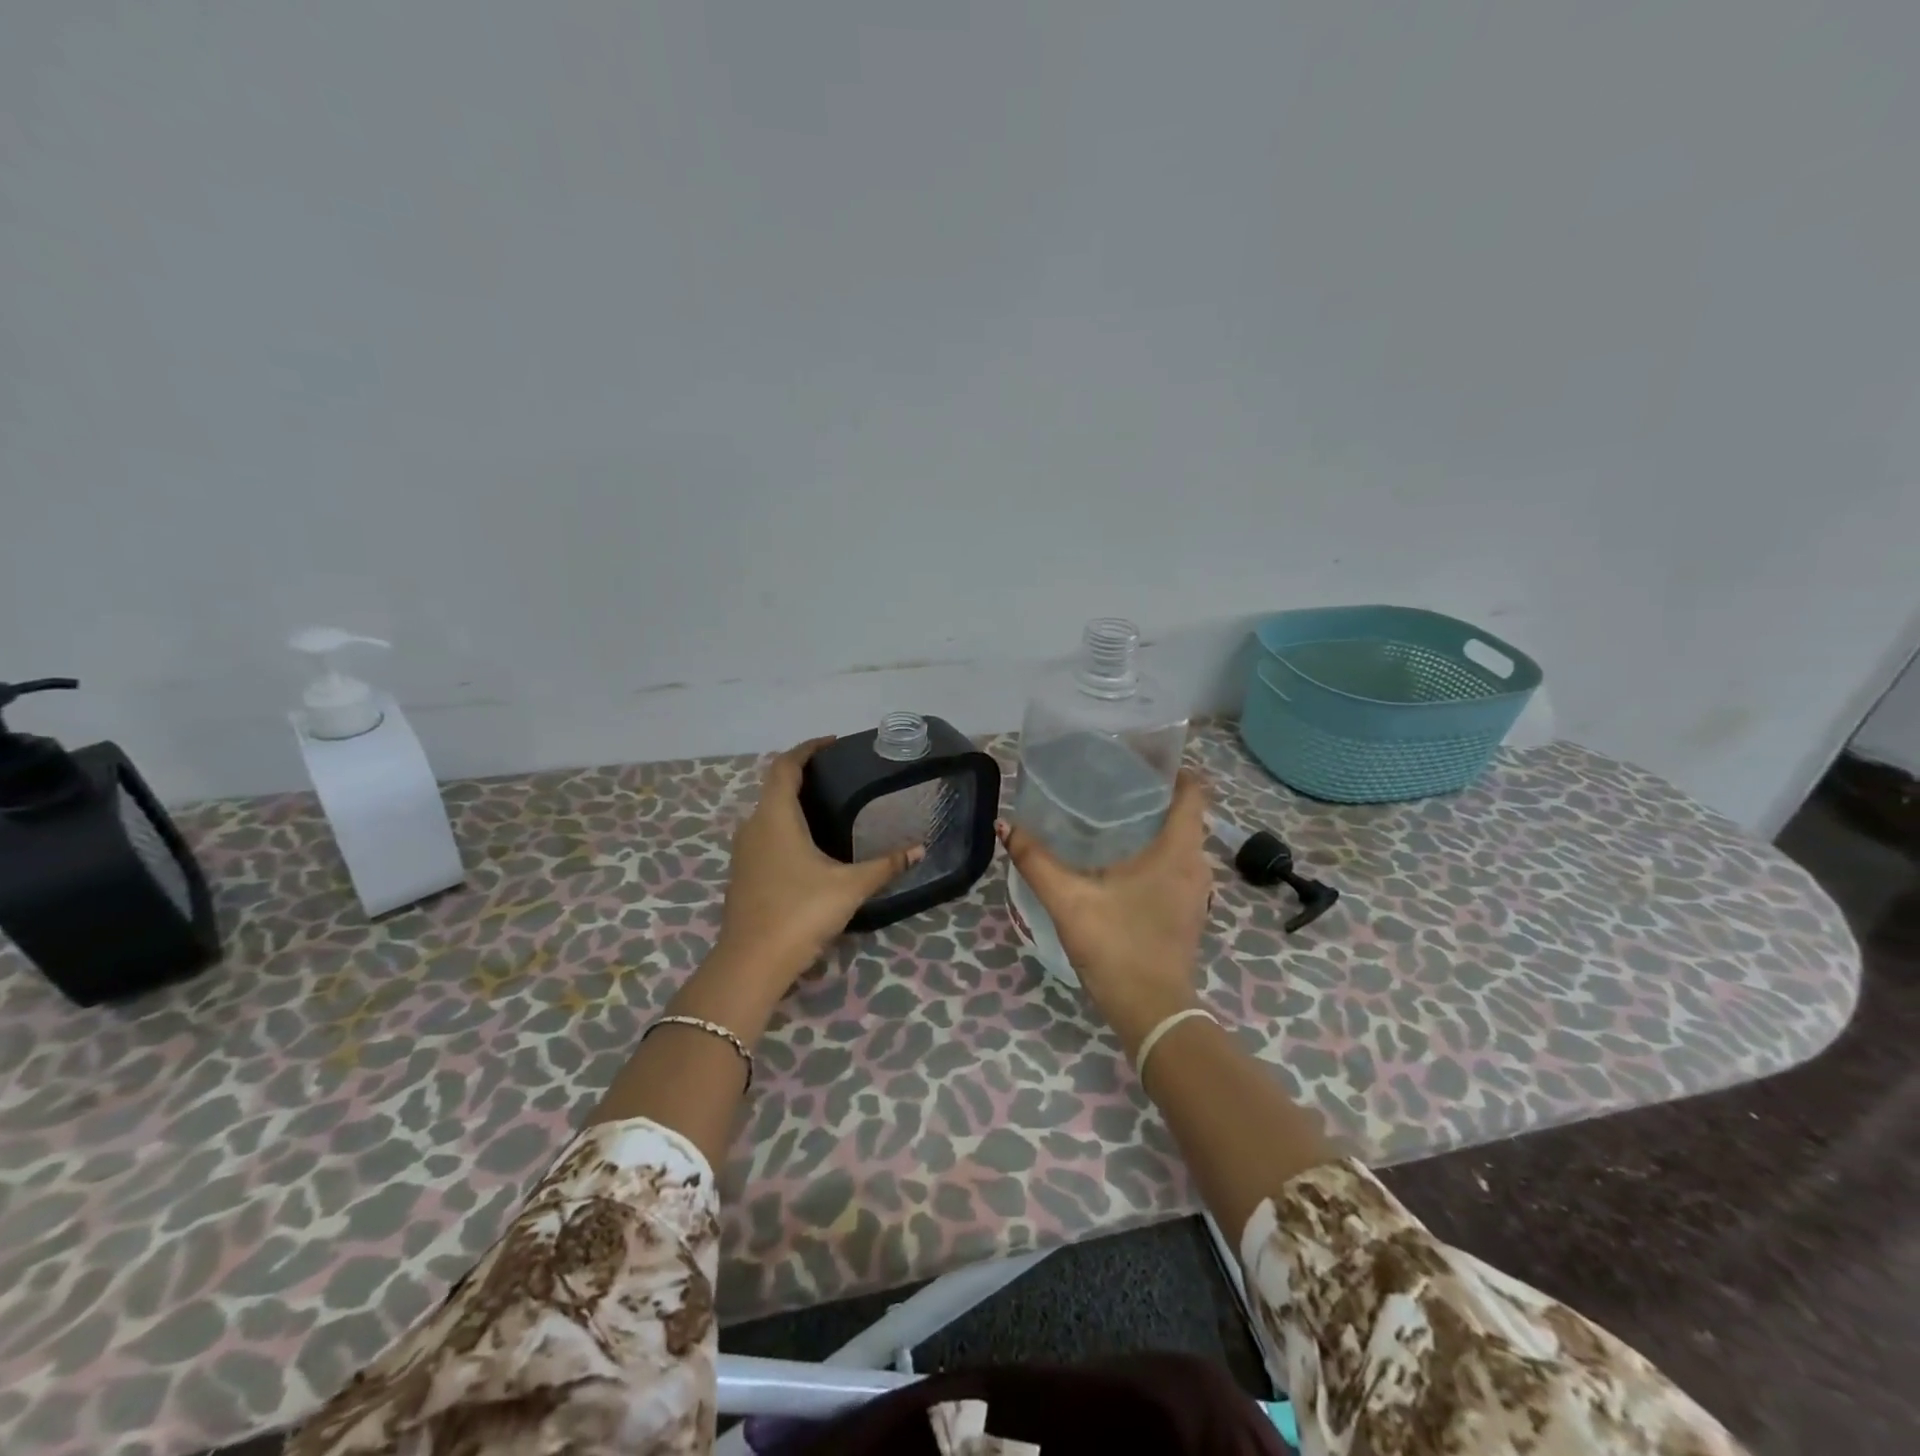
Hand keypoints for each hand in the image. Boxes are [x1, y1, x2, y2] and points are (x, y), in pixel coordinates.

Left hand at [715, 736, 923, 988]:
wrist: (751, 964)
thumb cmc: (800, 912)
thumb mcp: (850, 887)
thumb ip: (886, 865)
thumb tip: (920, 849)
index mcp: (775, 817)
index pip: (785, 766)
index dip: (807, 749)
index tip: (832, 743)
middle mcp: (754, 827)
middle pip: (775, 787)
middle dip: (804, 775)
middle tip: (840, 776)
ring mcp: (744, 852)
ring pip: (768, 814)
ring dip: (794, 804)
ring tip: (830, 806)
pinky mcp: (744, 874)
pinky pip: (766, 836)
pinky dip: (787, 828)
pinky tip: (812, 846)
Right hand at [998, 771, 1212, 1055]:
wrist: (1152, 1011)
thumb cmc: (1117, 946)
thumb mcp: (1069, 900)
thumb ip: (1036, 860)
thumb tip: (1005, 825)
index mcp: (1178, 851)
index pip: (1194, 792)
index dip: (1173, 769)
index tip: (1141, 758)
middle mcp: (1196, 865)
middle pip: (1186, 814)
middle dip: (1155, 794)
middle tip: (1112, 782)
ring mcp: (1197, 891)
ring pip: (1182, 842)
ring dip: (1156, 825)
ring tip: (1112, 815)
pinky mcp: (1189, 910)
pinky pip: (1178, 865)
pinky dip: (1157, 852)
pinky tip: (1121, 859)